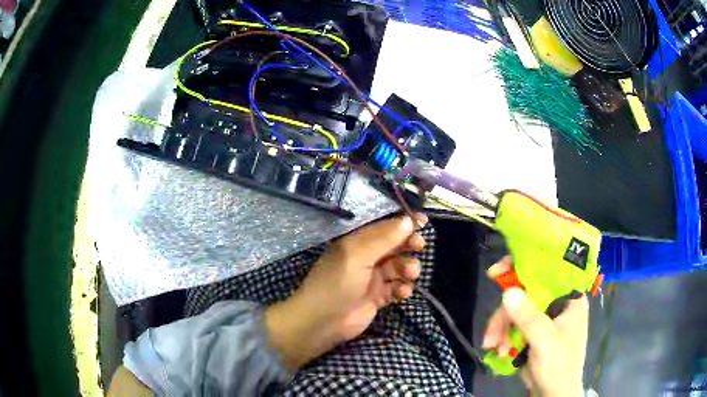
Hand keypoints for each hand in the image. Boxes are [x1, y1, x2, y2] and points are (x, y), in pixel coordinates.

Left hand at [266, 214, 426, 369]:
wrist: (323, 322)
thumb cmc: (336, 284)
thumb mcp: (357, 256)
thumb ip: (383, 239)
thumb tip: (407, 220)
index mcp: (356, 242)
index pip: (384, 227)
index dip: (403, 223)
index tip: (424, 221)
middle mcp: (366, 257)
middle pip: (394, 245)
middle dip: (409, 244)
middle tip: (419, 246)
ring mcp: (372, 278)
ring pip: (398, 266)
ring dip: (407, 268)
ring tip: (409, 274)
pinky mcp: (378, 297)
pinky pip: (396, 287)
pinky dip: (402, 288)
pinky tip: (401, 293)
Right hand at [483, 258, 587, 396]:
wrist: (552, 394)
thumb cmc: (558, 365)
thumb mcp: (544, 340)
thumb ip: (528, 316)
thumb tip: (507, 291)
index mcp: (569, 298)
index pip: (548, 270)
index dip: (524, 266)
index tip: (499, 271)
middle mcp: (557, 303)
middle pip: (526, 293)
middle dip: (505, 314)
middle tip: (490, 333)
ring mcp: (544, 318)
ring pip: (516, 311)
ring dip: (501, 328)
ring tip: (492, 347)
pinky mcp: (532, 332)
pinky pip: (513, 325)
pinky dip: (503, 336)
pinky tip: (498, 350)